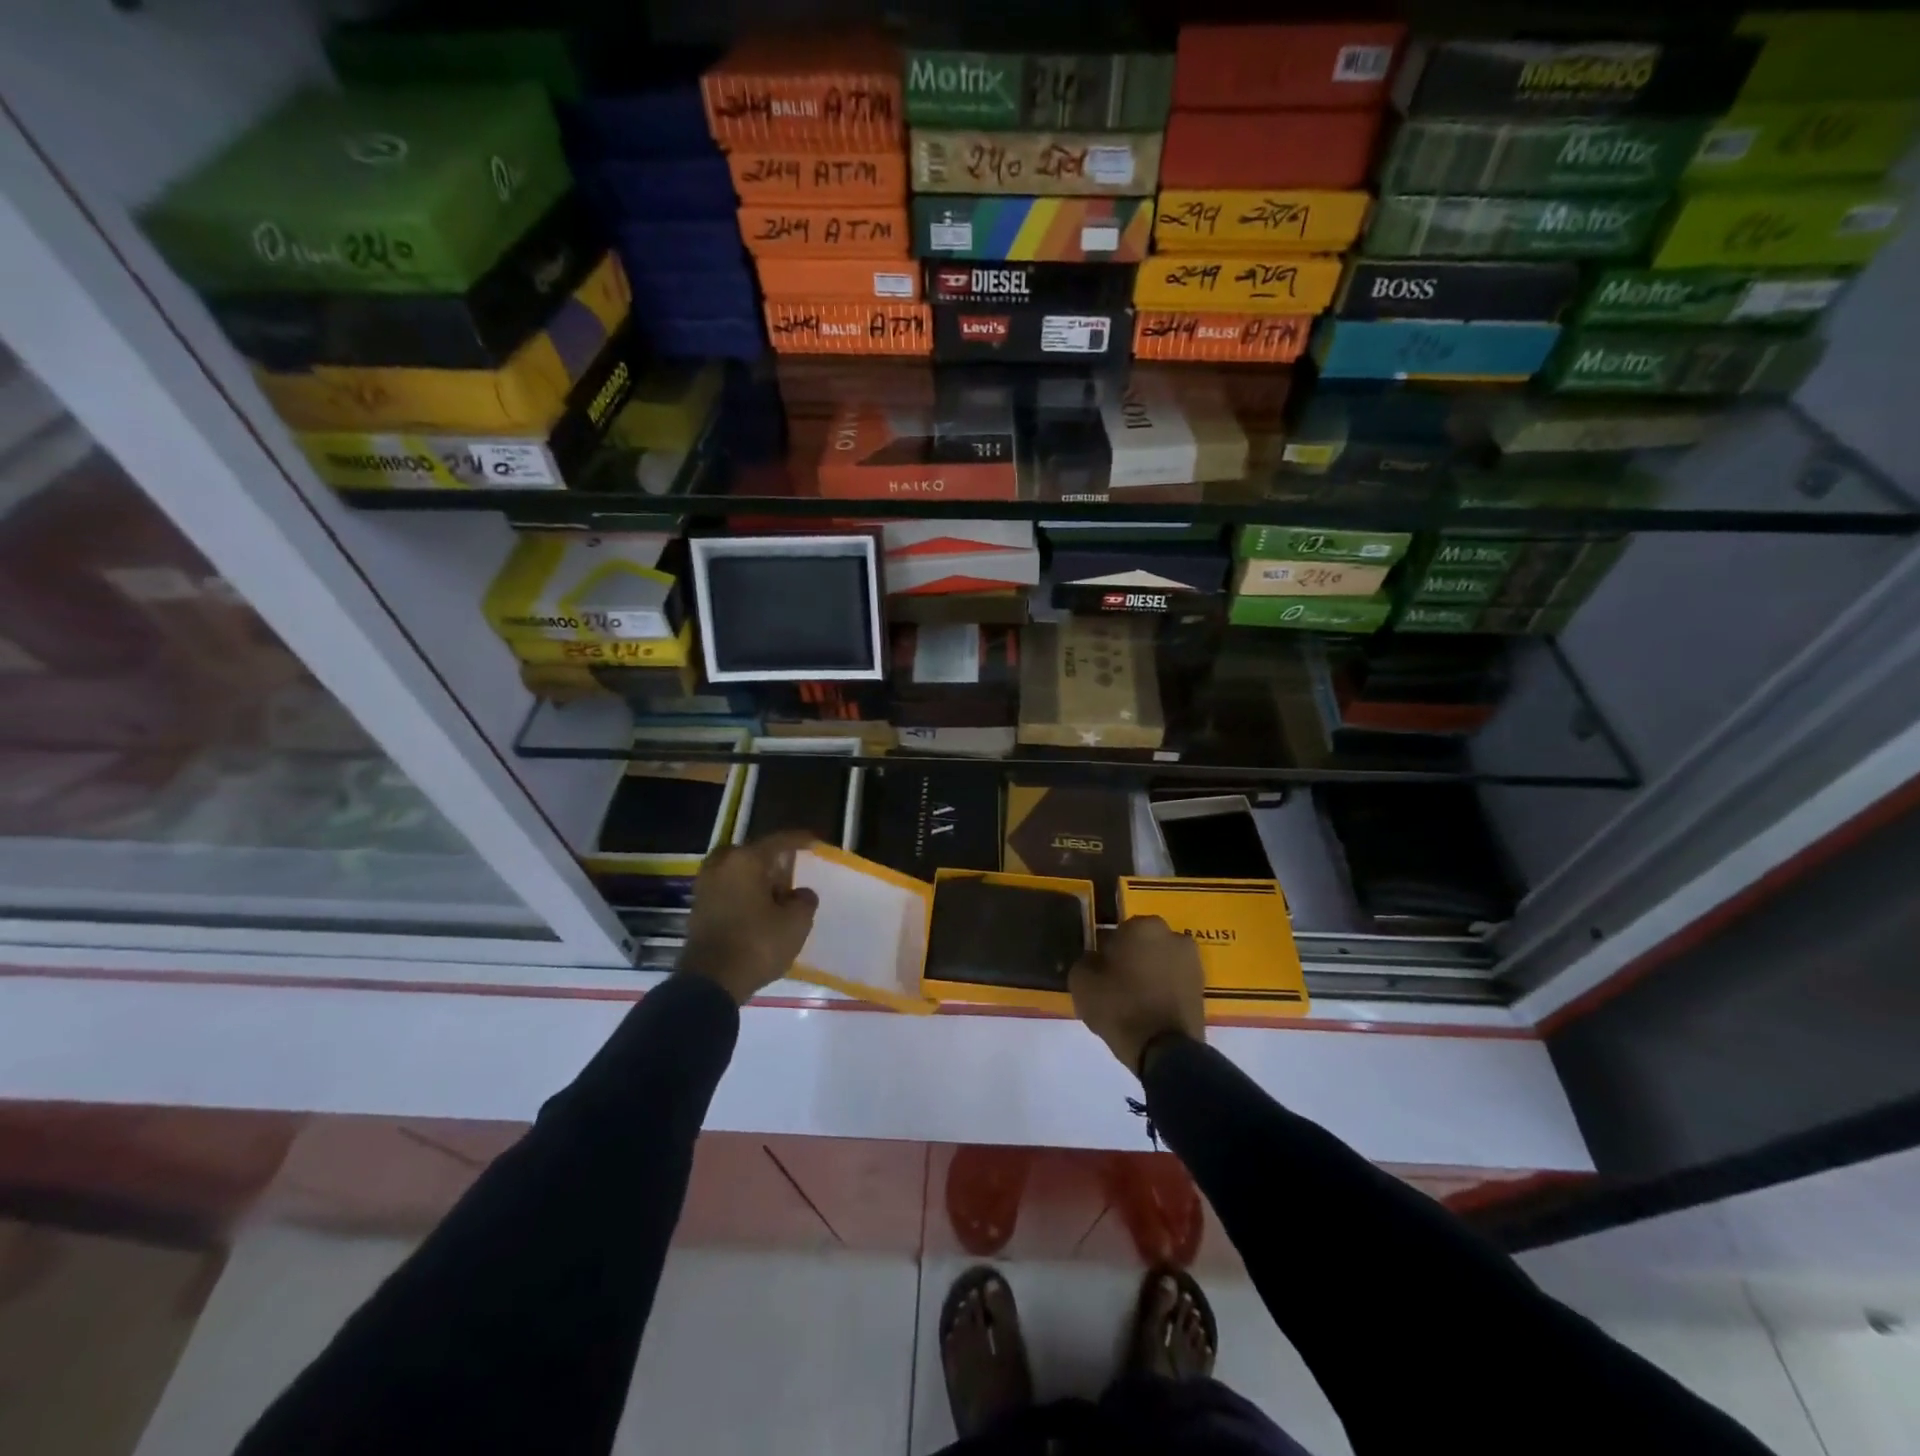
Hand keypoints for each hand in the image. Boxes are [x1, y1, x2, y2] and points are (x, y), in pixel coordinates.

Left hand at [680, 831, 819, 1004]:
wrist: (710, 983)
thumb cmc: (757, 945)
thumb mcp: (796, 923)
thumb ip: (804, 901)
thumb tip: (800, 893)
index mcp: (745, 860)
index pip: (778, 842)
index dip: (800, 840)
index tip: (816, 842)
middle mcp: (721, 866)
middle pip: (752, 853)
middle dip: (771, 859)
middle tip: (789, 870)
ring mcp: (704, 887)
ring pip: (735, 871)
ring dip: (755, 878)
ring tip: (775, 893)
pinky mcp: (698, 909)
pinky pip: (726, 890)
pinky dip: (742, 893)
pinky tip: (758, 909)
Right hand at [1069, 916, 1205, 1075]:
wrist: (1165, 1050)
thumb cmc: (1120, 1008)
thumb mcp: (1081, 982)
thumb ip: (1085, 961)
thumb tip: (1095, 959)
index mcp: (1143, 926)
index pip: (1116, 933)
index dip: (1105, 953)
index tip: (1099, 973)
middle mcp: (1173, 935)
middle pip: (1141, 944)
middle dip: (1130, 959)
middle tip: (1115, 986)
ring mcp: (1192, 961)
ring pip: (1159, 962)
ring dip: (1148, 973)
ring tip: (1134, 1002)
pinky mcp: (1202, 987)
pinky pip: (1173, 981)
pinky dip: (1163, 990)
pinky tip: (1150, 1010)